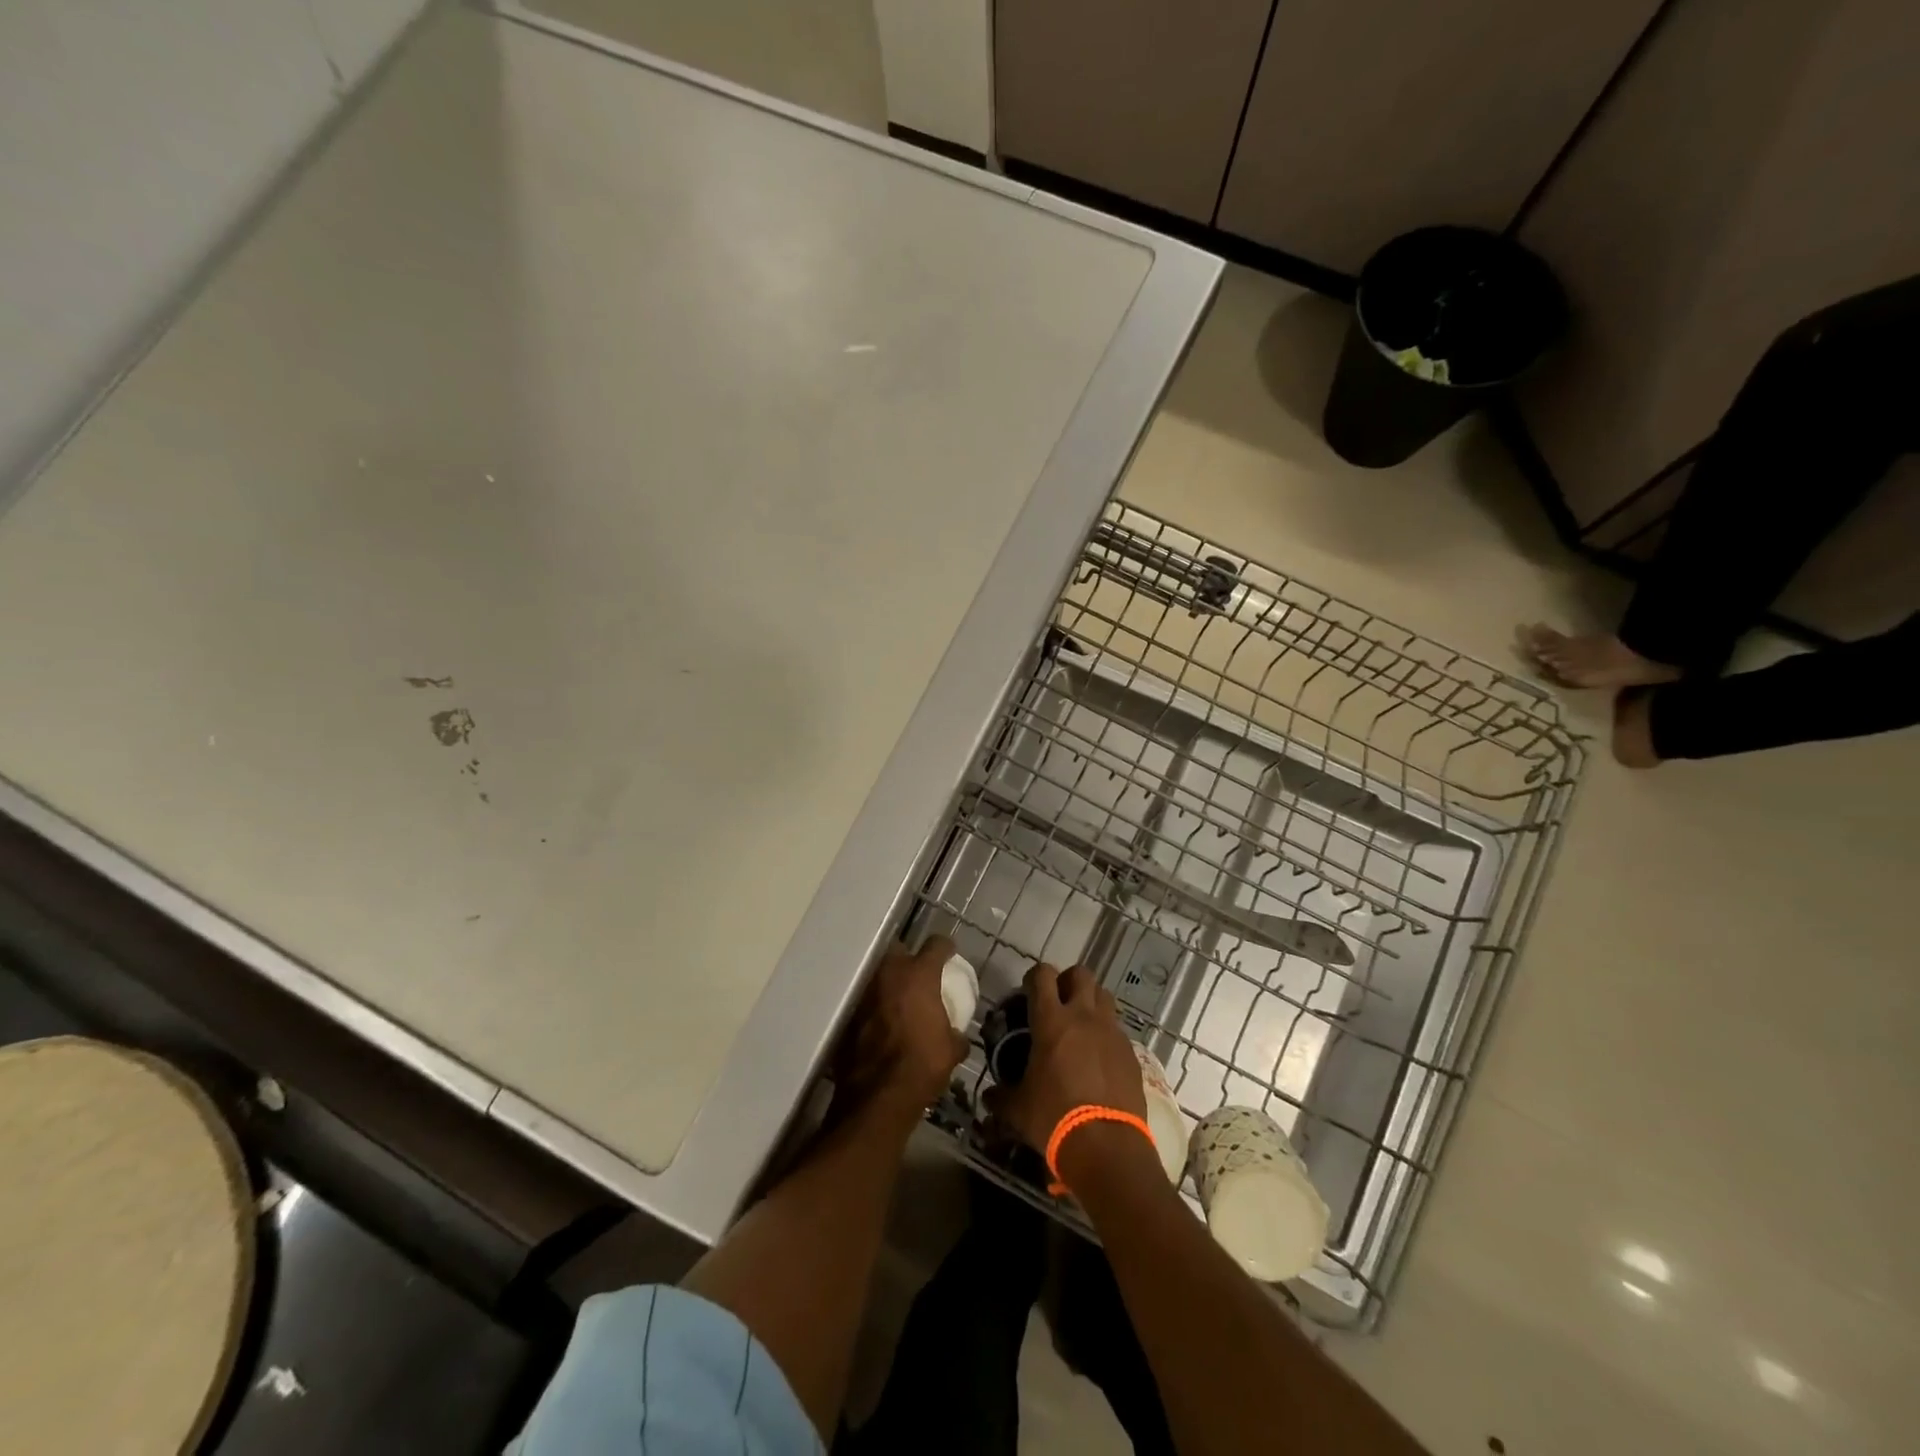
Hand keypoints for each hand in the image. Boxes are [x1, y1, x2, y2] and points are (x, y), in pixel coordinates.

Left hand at [834, 937, 967, 1114]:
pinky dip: (875, 1005)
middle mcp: (889, 974)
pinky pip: (866, 999)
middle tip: (920, 975)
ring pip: (879, 974)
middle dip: (910, 959)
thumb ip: (956, 1035)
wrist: (877, 1096)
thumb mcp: (951, 1051)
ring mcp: (865, 991)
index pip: (936, 945)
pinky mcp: (849, 1013)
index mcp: (919, 975)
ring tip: (899, 998)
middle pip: (900, 950)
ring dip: (890, 982)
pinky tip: (882, 1022)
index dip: (945, 948)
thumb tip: (958, 1036)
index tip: (950, 954)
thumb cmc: (921, 1065)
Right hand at [988, 962, 1146, 1159]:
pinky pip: (1117, 1030)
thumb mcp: (1018, 1109)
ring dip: (1091, 1001)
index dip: (1034, 977)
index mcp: (1051, 1021)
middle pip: (1081, 974)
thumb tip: (990, 1096)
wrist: (1107, 1145)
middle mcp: (1084, 1016)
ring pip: (1104, 996)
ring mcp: (1111, 1032)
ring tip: (1081, 1025)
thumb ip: (1002, 1097)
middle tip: (1058, 1001)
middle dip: (1068, 981)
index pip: (1043, 975)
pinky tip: (1099, 1058)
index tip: (1028, 991)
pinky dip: (1107, 1034)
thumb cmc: (1054, 1118)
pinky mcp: (1130, 1052)